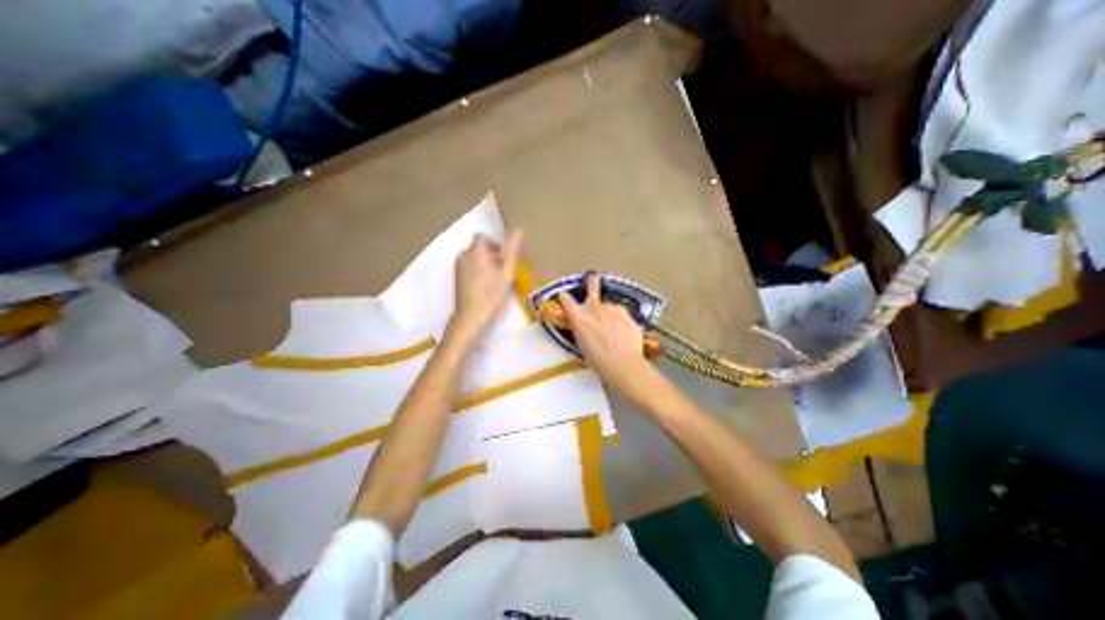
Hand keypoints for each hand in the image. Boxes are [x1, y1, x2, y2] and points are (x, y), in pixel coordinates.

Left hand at [446, 228, 522, 345]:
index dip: (495, 244)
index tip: (504, 257)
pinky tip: (485, 286)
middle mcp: (463, 256)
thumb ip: (512, 250)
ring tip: (495, 279)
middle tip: (503, 270)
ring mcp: (458, 268)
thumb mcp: (506, 272)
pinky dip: (478, 271)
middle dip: (491, 254)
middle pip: (478, 247)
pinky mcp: (456, 278)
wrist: (471, 317)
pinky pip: (468, 267)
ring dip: (485, 263)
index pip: (483, 237)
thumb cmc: (491, 295)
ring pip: (473, 257)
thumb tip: (519, 228)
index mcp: (475, 252)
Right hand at [562, 276, 652, 395]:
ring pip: (607, 304)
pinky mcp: (626, 313)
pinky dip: (619, 318)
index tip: (565, 301)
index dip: (564, 299)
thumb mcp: (581, 343)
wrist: (623, 364)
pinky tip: (622, 330)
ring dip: (607, 311)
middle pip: (592, 284)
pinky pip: (619, 312)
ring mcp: (612, 308)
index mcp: (578, 316)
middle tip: (592, 280)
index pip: (565, 298)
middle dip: (591, 281)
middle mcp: (594, 308)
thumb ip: (581, 327)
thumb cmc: (597, 360)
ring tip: (612, 327)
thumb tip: (582, 323)